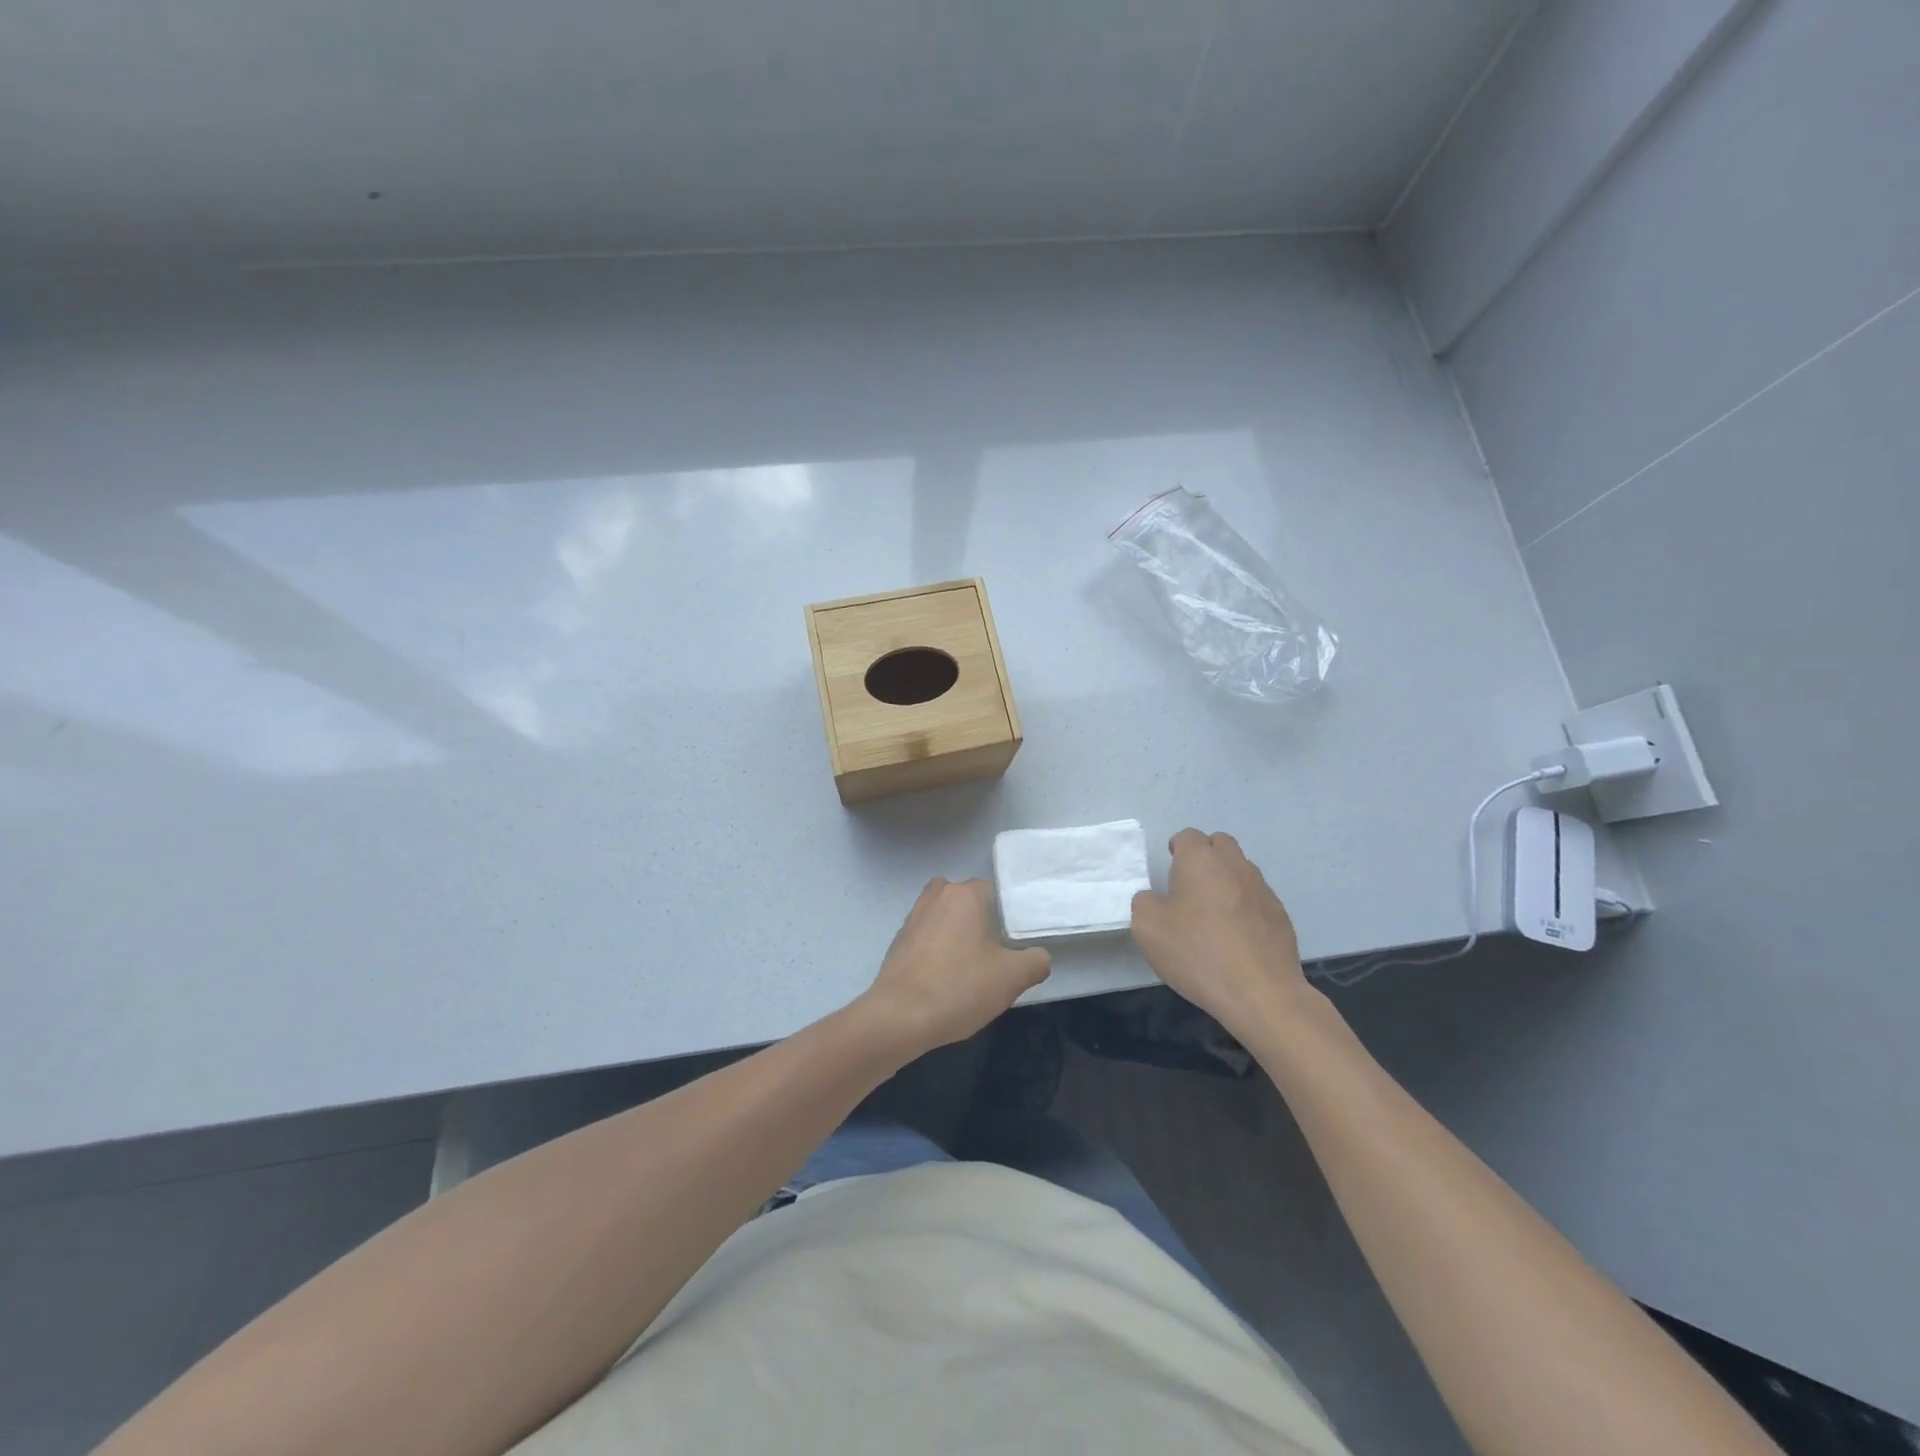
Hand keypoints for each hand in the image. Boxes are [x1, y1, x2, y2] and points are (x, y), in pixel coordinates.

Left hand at [856, 878, 1050, 1060]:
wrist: (899, 1017)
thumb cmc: (959, 988)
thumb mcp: (1012, 978)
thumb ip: (1035, 961)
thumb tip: (1038, 957)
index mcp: (965, 895)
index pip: (993, 892)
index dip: (1006, 917)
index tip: (1012, 945)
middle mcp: (936, 896)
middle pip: (966, 902)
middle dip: (979, 923)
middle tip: (992, 956)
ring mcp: (912, 918)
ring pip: (944, 918)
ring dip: (956, 937)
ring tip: (968, 970)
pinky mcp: (897, 942)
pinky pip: (926, 938)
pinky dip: (936, 952)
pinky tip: (944, 981)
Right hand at [1130, 830, 1310, 1037]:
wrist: (1261, 993)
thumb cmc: (1198, 953)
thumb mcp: (1148, 929)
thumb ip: (1144, 903)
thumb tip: (1154, 898)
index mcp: (1201, 861)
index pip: (1188, 836)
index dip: (1176, 849)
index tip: (1169, 873)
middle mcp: (1235, 866)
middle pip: (1220, 844)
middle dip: (1204, 856)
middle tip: (1190, 886)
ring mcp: (1263, 890)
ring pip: (1241, 869)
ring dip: (1226, 880)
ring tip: (1214, 913)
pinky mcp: (1281, 915)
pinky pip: (1257, 898)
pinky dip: (1245, 906)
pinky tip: (1236, 936)